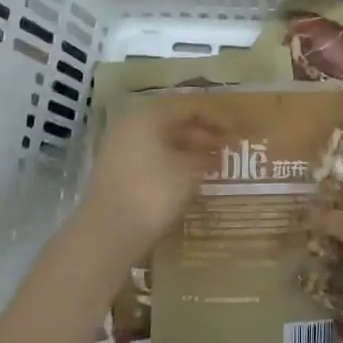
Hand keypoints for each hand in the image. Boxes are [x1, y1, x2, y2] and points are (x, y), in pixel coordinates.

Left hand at [75, 101, 225, 264]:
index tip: (235, 132)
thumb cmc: (153, 192)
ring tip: (211, 165)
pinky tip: (186, 180)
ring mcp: (119, 150)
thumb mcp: (188, 171)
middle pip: (172, 123)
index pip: (188, 108)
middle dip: (201, 135)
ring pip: (161, 142)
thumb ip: (204, 156)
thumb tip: (213, 152)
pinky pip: (150, 159)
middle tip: (225, 149)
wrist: (107, 234)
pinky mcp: (116, 173)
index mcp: (148, 117)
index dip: (215, 118)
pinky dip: (171, 164)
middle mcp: (131, 127)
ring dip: (187, 151)